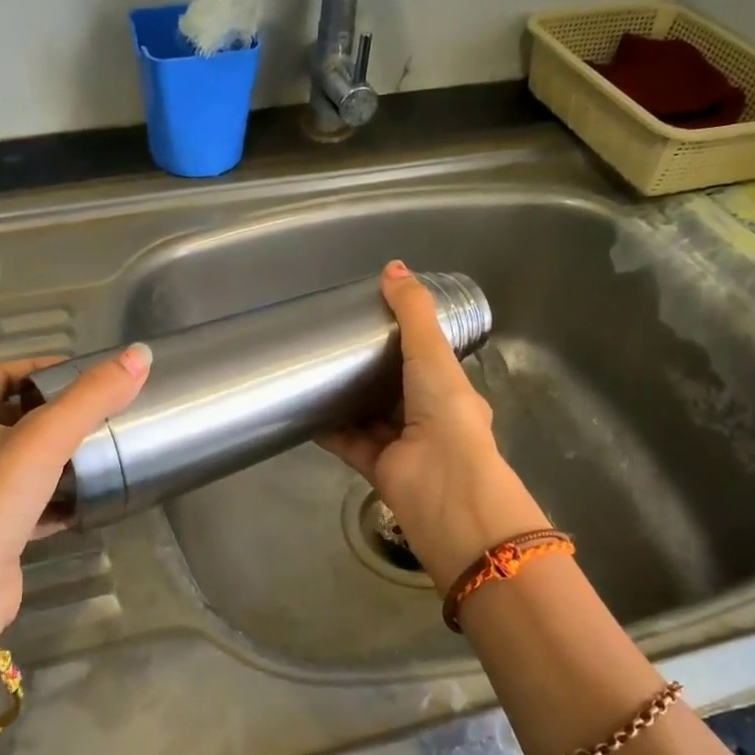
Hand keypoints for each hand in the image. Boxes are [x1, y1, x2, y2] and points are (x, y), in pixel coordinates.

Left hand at [0, 345, 151, 639]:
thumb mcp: (44, 440)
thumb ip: (92, 397)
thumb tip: (140, 354)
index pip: (2, 372)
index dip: (44, 367)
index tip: (90, 374)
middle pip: (13, 414)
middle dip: (57, 412)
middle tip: (103, 409)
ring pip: (21, 458)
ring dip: (58, 453)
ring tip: (103, 446)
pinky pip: (26, 497)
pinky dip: (55, 493)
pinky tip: (88, 495)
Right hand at [319, 262, 547, 589]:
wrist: (443, 487)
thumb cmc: (445, 413)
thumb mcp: (431, 353)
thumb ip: (412, 312)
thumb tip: (392, 267)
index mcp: (450, 393)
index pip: (426, 363)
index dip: (403, 342)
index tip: (372, 321)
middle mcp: (428, 420)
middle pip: (394, 391)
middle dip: (369, 372)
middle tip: (335, 345)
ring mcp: (403, 446)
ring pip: (370, 418)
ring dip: (347, 400)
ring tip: (315, 374)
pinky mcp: (377, 468)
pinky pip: (348, 443)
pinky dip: (328, 429)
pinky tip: (304, 411)